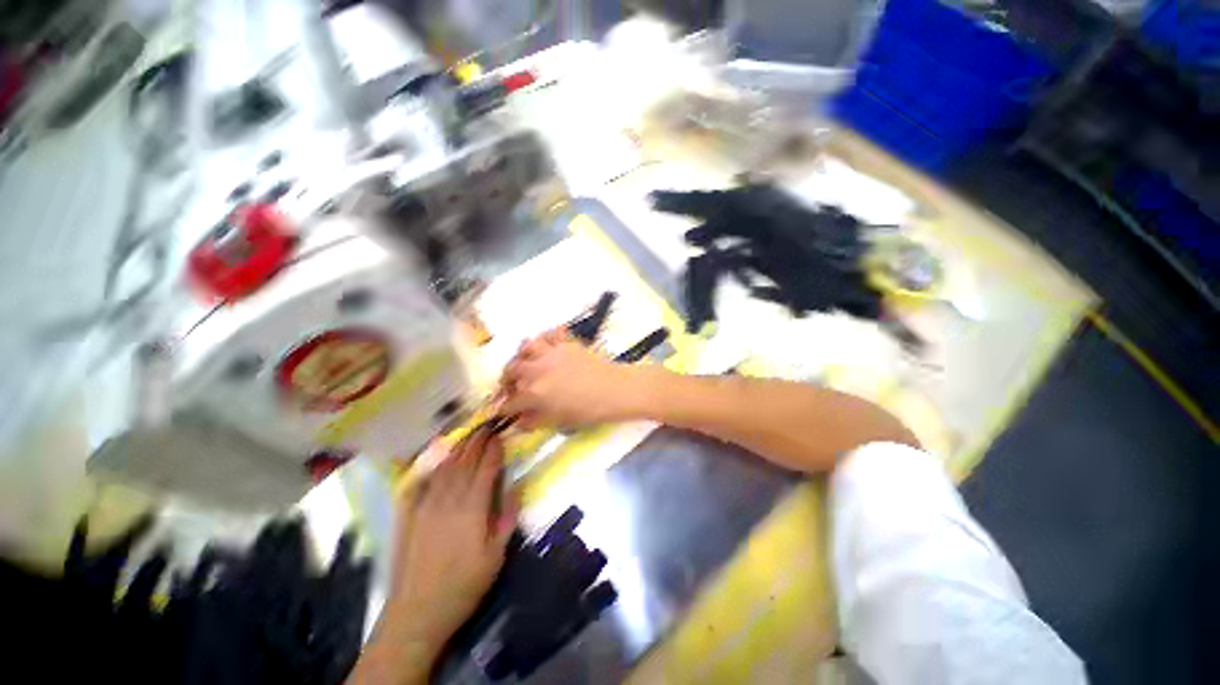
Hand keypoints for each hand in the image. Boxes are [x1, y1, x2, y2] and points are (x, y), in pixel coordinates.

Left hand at [382, 429, 516, 660]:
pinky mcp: (409, 515)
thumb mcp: (496, 556)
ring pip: (444, 468)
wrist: (416, 613)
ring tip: (468, 435)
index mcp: (472, 509)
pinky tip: (439, 459)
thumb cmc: (464, 586)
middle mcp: (448, 500)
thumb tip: (517, 485)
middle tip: (486, 427)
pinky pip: (422, 482)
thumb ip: (507, 516)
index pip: (485, 469)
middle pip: (464, 463)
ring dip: (458, 449)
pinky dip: (434, 466)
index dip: (493, 450)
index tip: (500, 435)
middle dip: (476, 442)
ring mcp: (425, 506)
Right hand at [500, 329, 643, 429]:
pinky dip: (544, 338)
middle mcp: (538, 369)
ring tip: (525, 363)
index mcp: (535, 392)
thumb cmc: (589, 410)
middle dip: (507, 379)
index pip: (511, 401)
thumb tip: (520, 422)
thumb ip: (536, 420)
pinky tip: (546, 347)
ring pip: (526, 347)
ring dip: (522, 356)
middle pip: (512, 370)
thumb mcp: (560, 420)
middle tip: (511, 386)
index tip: (502, 410)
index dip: (504, 408)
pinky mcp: (566, 343)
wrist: (615, 389)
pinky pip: (550, 334)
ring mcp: (552, 352)